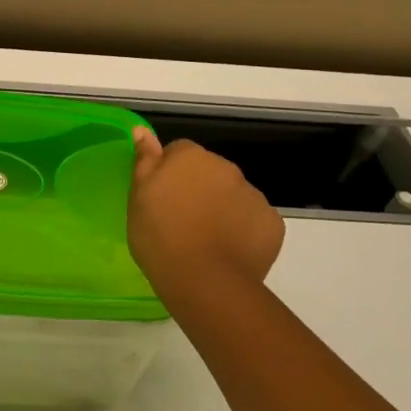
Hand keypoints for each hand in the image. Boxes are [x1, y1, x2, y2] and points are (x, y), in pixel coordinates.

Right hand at [127, 127, 284, 296]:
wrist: (204, 280)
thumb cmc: (160, 235)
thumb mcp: (138, 196)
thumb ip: (144, 159)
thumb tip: (143, 130)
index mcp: (191, 157)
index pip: (179, 152)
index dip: (169, 174)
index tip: (160, 199)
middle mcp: (226, 167)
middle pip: (209, 172)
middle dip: (198, 189)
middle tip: (180, 221)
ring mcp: (254, 195)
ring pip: (233, 196)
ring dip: (221, 209)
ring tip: (204, 240)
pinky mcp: (272, 223)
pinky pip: (253, 220)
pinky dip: (243, 231)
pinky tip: (228, 251)